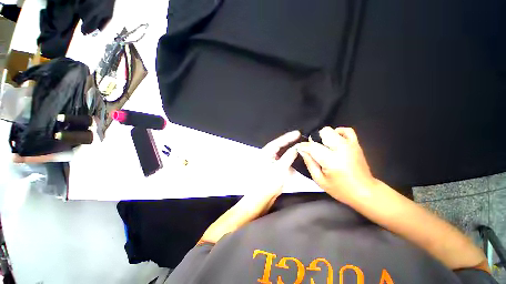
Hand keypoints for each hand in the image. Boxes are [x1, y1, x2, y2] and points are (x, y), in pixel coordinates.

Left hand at [241, 130, 300, 216]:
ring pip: (280, 152)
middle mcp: (267, 155)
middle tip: (299, 137)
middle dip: (289, 141)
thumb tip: (296, 148)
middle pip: (279, 145)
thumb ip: (288, 157)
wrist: (261, 197)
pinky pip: (281, 159)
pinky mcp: (272, 167)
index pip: (278, 142)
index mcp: (266, 153)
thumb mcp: (280, 168)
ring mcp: (269, 161)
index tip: (298, 133)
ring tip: (298, 145)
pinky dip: (287, 157)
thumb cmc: (268, 182)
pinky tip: (293, 156)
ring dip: (288, 149)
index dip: (288, 137)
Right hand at [297, 127, 377, 203]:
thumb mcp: (320, 180)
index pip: (312, 146)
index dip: (303, 146)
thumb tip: (302, 150)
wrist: (365, 191)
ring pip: (332, 130)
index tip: (299, 148)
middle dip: (315, 140)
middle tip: (315, 149)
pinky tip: (334, 140)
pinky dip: (338, 132)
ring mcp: (350, 145)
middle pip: (323, 133)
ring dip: (324, 137)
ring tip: (324, 147)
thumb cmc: (340, 189)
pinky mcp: (356, 144)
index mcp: (332, 161)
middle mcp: (342, 149)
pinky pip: (347, 130)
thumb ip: (309, 163)